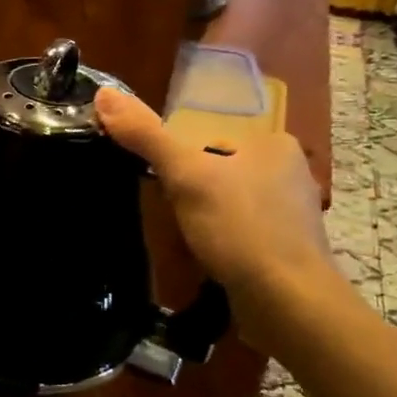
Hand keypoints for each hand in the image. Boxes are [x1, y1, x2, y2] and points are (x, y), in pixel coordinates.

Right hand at [94, 86, 336, 345]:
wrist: (288, 302)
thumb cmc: (239, 228)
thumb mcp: (185, 175)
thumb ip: (146, 135)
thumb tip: (103, 94)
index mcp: (274, 142)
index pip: (210, 137)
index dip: (179, 159)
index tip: (159, 182)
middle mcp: (291, 172)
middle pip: (219, 171)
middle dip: (192, 192)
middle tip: (170, 213)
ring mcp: (293, 214)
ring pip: (230, 204)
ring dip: (206, 220)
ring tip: (187, 239)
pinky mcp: (289, 251)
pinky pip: (243, 235)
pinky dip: (223, 244)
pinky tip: (210, 260)